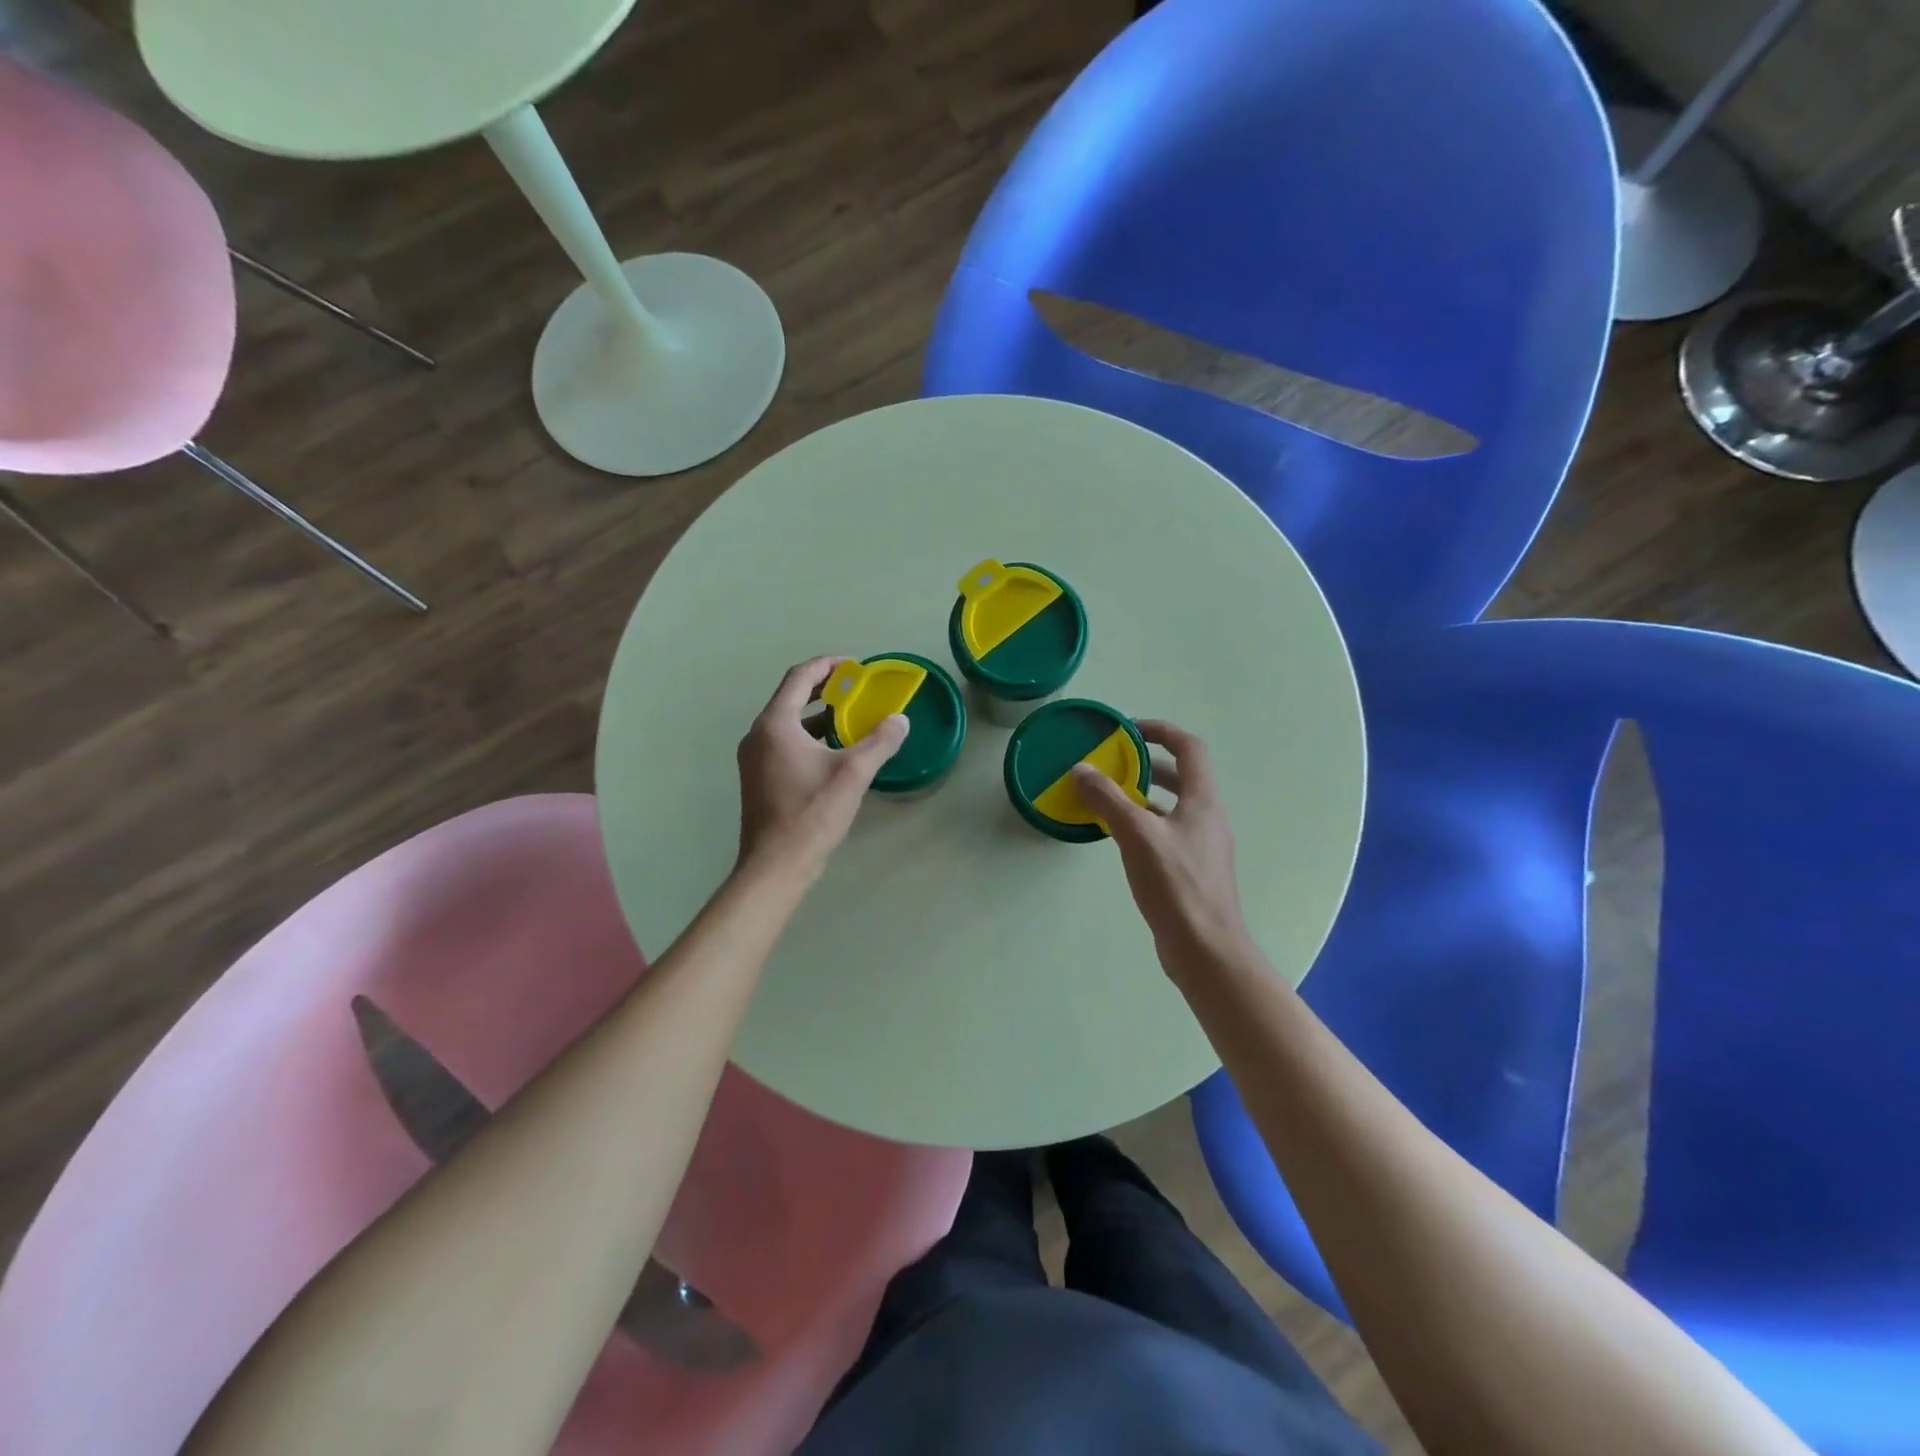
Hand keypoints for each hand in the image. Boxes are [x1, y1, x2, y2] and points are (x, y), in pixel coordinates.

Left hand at [736, 657, 908, 880]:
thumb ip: (879, 742)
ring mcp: (754, 758)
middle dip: (824, 689)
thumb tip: (900, 720)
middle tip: (855, 688)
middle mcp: (758, 735)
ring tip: (850, 718)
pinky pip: (784, 743)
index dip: (827, 665)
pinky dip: (808, 737)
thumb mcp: (853, 774)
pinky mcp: (758, 778)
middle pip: (791, 697)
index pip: (799, 678)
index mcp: (775, 724)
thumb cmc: (811, 813)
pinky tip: (833, 752)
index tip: (853, 666)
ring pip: (787, 723)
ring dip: (817, 715)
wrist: (776, 865)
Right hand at [1072, 720, 1253, 977]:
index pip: (1189, 748)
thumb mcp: (1137, 836)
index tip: (1129, 729)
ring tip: (1111, 795)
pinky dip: (1145, 822)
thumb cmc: (1176, 885)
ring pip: (1174, 805)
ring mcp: (1202, 845)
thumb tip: (1082, 770)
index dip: (1161, 731)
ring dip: (1146, 794)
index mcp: (1203, 801)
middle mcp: (1208, 817)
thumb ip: (1108, 800)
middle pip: (1183, 775)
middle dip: (1149, 763)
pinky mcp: (1192, 869)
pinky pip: (1167, 831)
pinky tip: (1120, 835)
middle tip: (1115, 762)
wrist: (1205, 948)